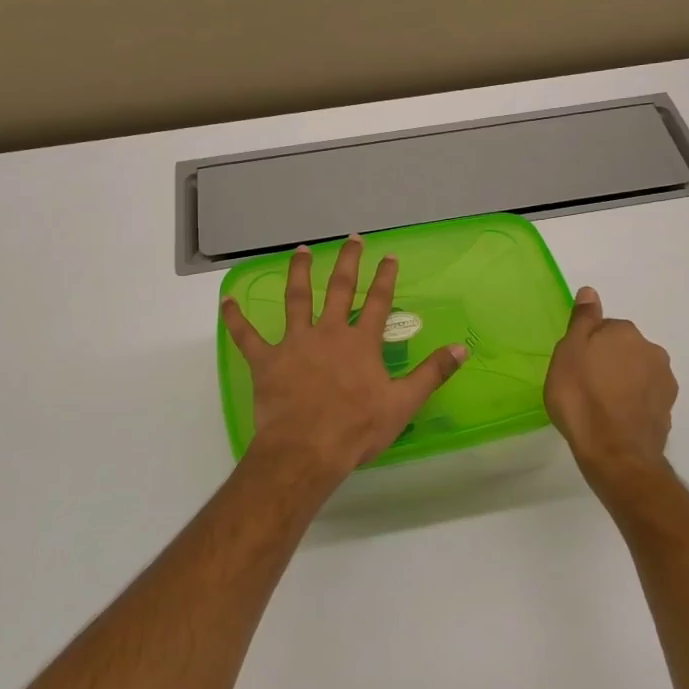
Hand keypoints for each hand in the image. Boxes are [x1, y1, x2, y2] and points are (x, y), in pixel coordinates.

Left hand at [222, 236, 468, 483]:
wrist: (307, 449)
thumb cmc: (357, 429)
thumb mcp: (403, 403)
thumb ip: (432, 373)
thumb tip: (462, 347)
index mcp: (360, 342)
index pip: (378, 302)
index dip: (384, 277)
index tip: (389, 255)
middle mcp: (328, 333)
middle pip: (338, 290)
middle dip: (346, 262)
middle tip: (351, 238)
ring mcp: (294, 343)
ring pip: (295, 299)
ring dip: (298, 273)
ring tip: (301, 250)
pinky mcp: (266, 361)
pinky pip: (247, 336)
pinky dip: (236, 319)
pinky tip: (226, 301)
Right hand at [545, 287, 677, 473]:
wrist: (614, 451)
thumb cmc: (581, 397)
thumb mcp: (569, 352)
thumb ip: (583, 320)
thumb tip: (590, 291)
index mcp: (625, 332)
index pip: (604, 329)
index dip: (587, 346)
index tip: (575, 366)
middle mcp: (652, 350)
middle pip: (624, 349)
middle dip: (609, 362)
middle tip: (585, 385)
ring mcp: (664, 381)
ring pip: (637, 373)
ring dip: (623, 382)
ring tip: (601, 406)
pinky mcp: (668, 410)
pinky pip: (645, 398)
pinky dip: (633, 403)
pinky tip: (616, 419)